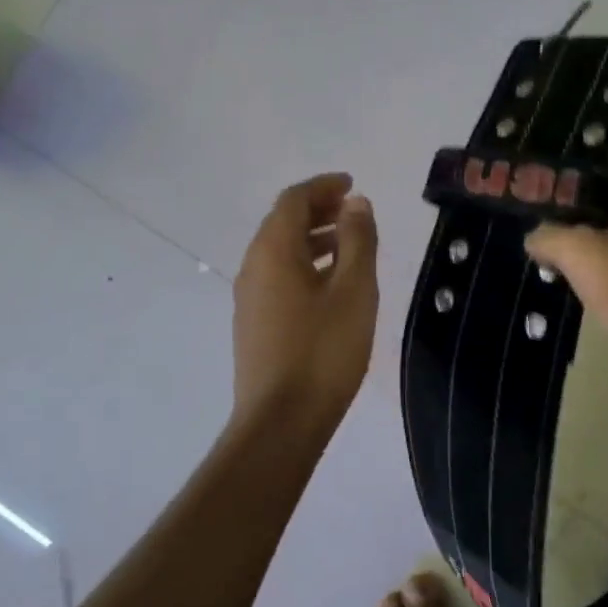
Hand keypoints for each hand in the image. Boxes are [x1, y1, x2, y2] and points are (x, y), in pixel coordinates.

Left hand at [231, 172, 379, 433]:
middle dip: (318, 210)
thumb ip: (358, 240)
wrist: (280, 422)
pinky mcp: (254, 324)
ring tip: (350, 245)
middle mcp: (253, 267)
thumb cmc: (323, 351)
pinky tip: (331, 285)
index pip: (292, 200)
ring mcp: (249, 298)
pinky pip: (279, 277)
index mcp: (273, 251)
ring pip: (280, 252)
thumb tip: (356, 202)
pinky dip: (305, 265)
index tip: (352, 184)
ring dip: (313, 238)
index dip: (323, 186)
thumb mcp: (353, 290)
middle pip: (282, 223)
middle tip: (354, 211)